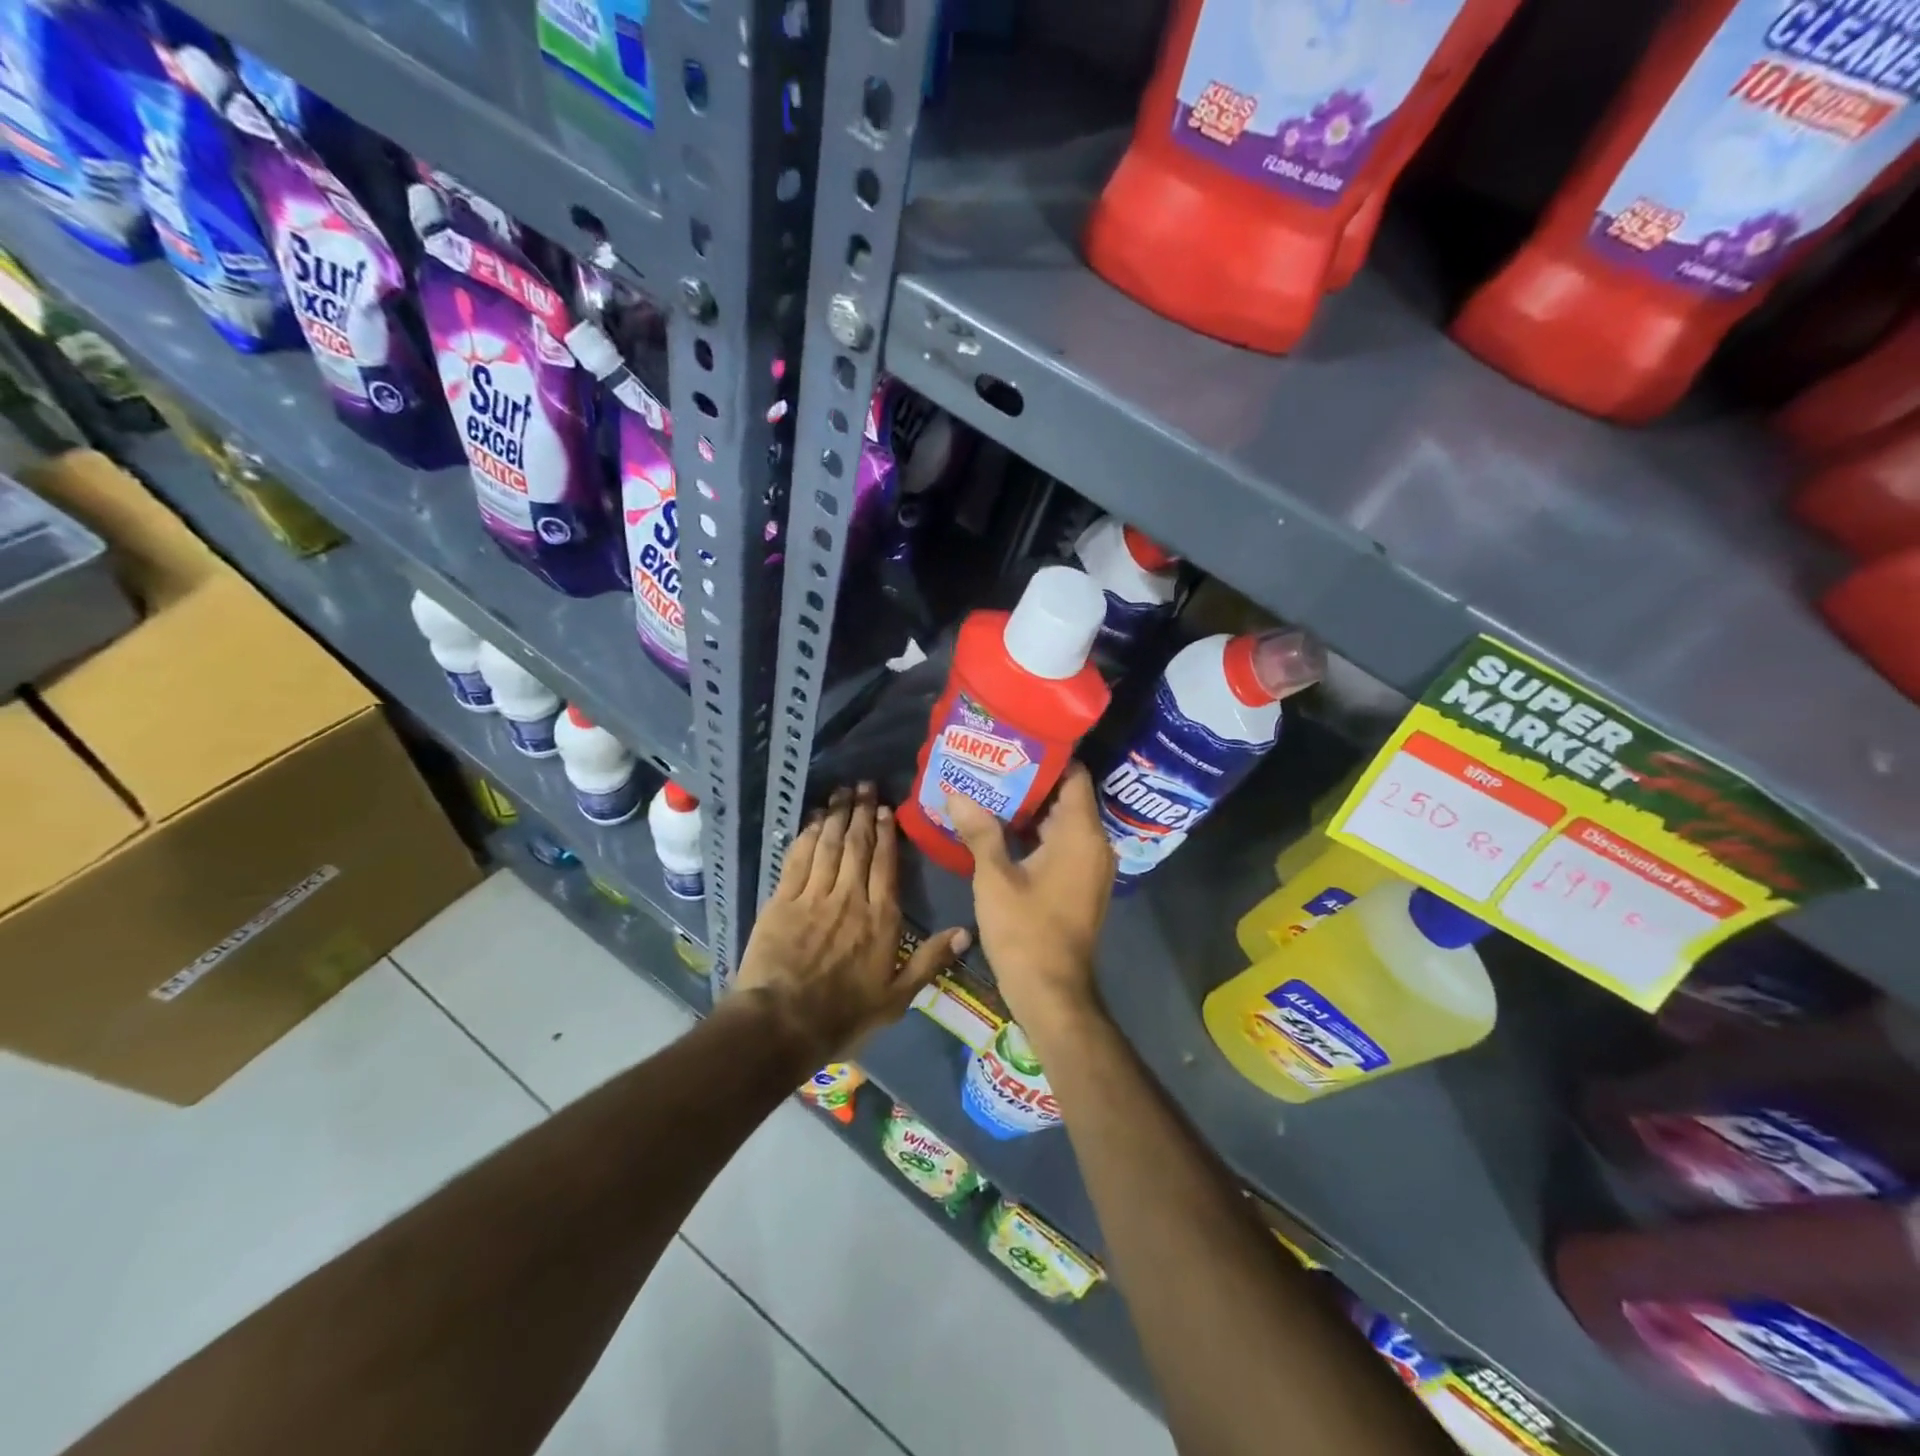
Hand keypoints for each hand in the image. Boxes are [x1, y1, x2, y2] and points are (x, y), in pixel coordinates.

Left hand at [735, 783, 969, 1061]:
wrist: (782, 1024)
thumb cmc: (843, 1015)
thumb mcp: (897, 998)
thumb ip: (930, 961)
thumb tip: (966, 931)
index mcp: (880, 918)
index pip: (885, 865)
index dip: (886, 834)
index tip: (886, 809)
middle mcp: (849, 898)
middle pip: (858, 846)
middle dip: (862, 813)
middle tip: (865, 785)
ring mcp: (814, 896)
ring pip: (829, 846)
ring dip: (837, 816)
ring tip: (842, 792)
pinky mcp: (782, 901)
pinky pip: (798, 859)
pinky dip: (807, 836)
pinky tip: (813, 821)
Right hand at [945, 764, 1113, 1037]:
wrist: (1052, 992)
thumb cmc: (1025, 931)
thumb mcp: (995, 877)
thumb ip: (979, 831)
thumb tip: (956, 793)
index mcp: (1081, 834)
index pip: (1073, 775)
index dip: (1046, 756)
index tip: (1013, 743)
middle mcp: (1095, 844)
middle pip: (1066, 797)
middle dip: (1030, 781)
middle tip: (991, 764)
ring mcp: (1091, 866)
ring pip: (1063, 822)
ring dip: (1030, 808)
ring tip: (989, 790)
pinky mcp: (1082, 884)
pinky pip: (1062, 844)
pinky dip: (1037, 833)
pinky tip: (1001, 829)